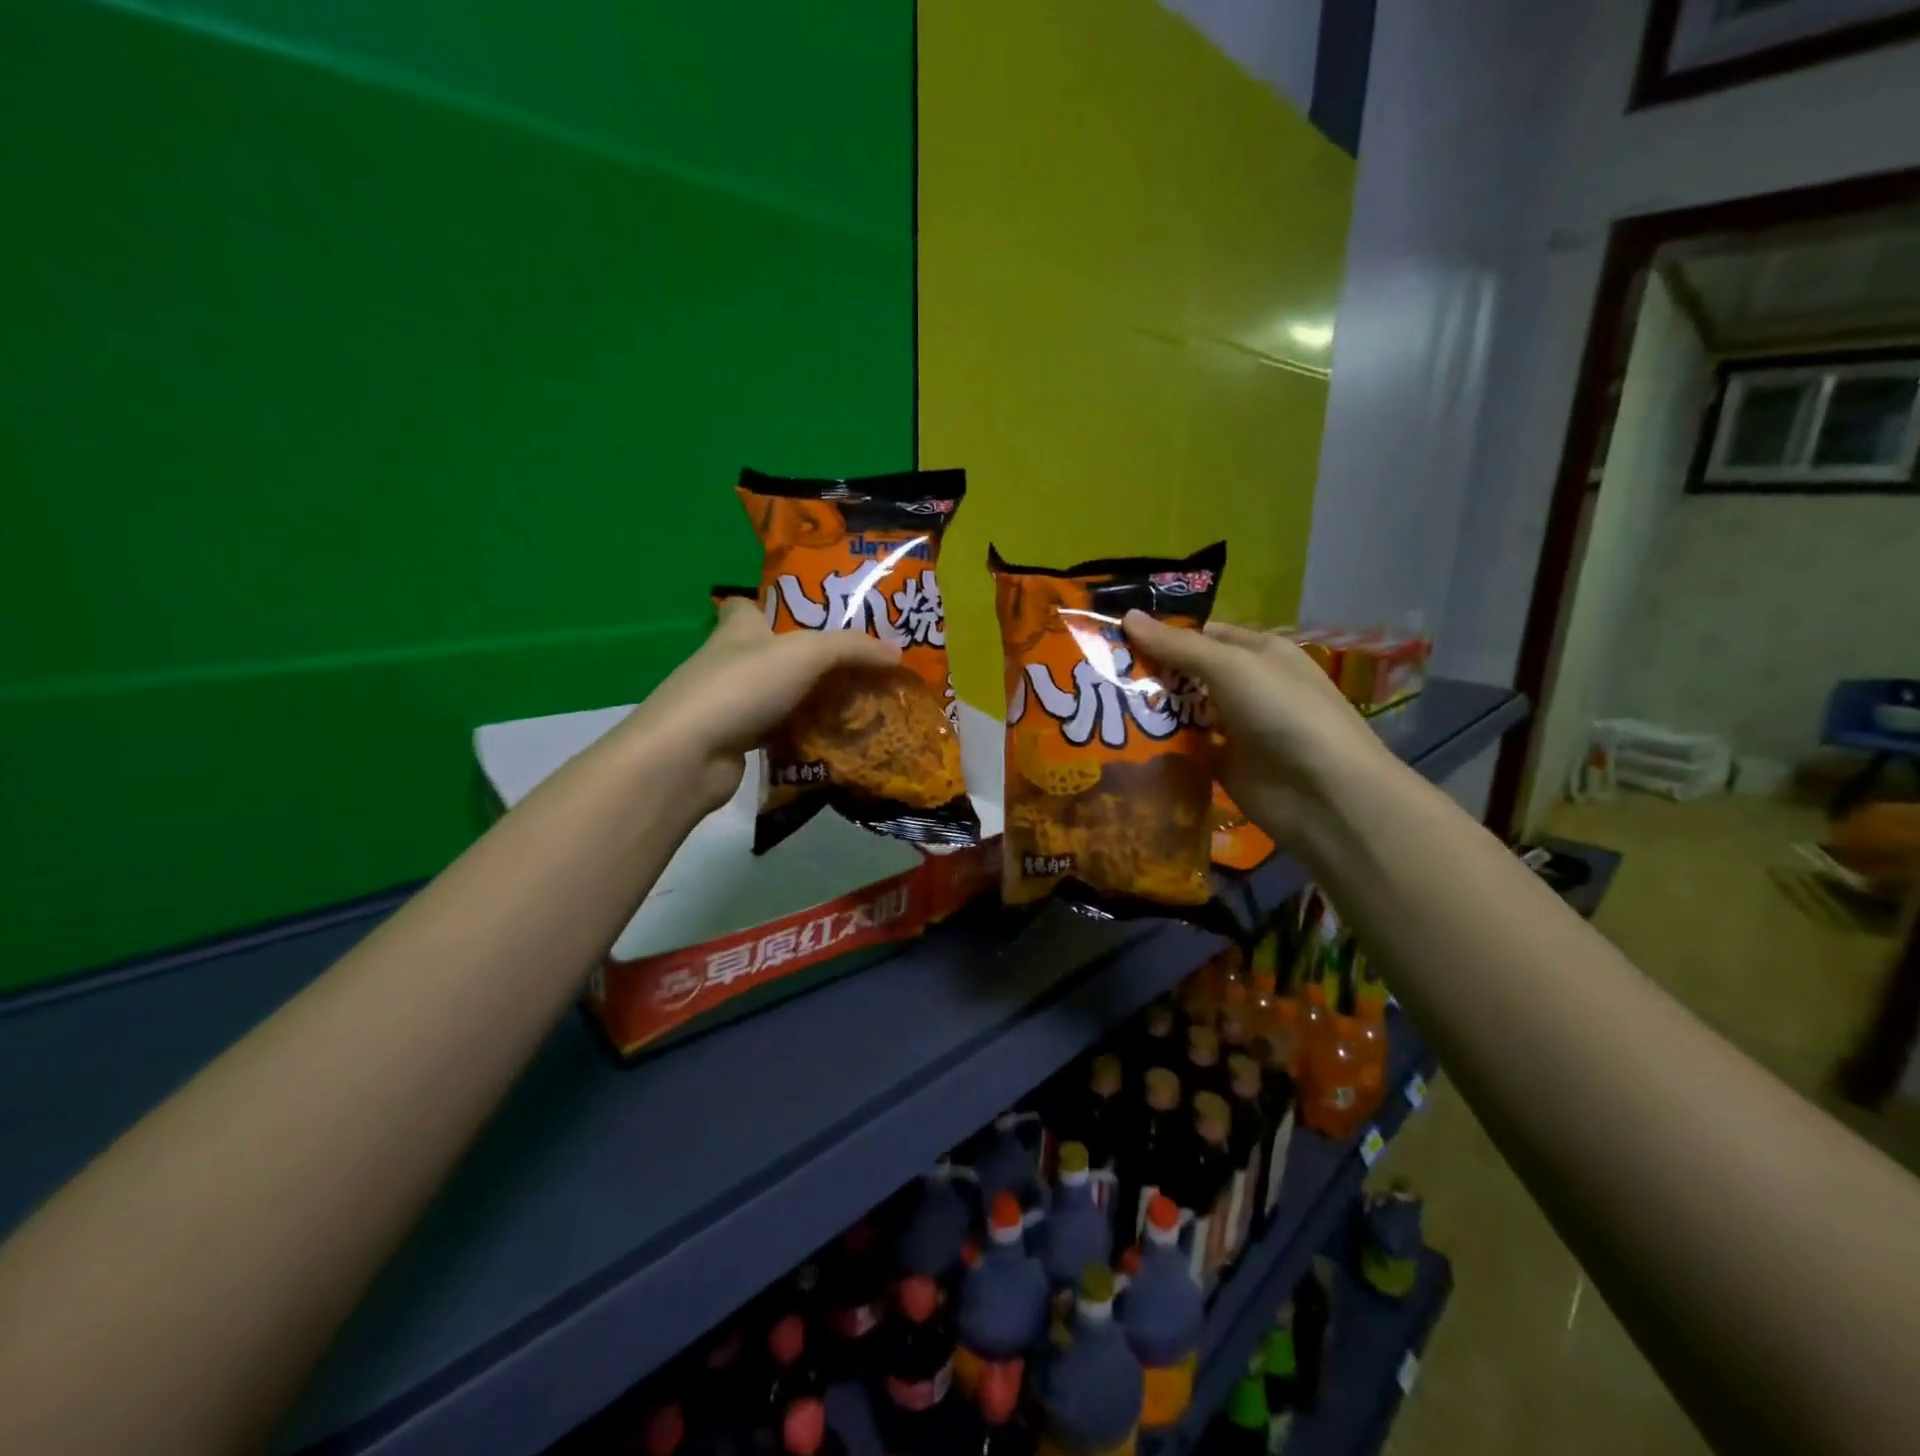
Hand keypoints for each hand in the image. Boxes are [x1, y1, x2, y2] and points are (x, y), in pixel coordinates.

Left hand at [624, 598, 900, 812]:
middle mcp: (729, 661)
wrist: (690, 754)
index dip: (773, 606)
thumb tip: (897, 653)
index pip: (747, 606)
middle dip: (806, 658)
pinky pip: (776, 731)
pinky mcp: (733, 740)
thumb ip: (852, 649)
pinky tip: (830, 739)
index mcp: (739, 629)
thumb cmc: (743, 686)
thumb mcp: (806, 654)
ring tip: (854, 703)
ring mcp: (728, 703)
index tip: (808, 615)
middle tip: (854, 666)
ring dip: (807, 699)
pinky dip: (800, 734)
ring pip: (776, 694)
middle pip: (770, 653)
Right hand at [1123, 612, 1394, 845]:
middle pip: (1187, 675)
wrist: (1323, 793)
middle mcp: (1246, 686)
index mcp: (1256, 652)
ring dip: (1149, 713)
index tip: (1112, 641)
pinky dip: (1161, 748)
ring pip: (1183, 713)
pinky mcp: (1224, 766)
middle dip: (1147, 675)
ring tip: (1098, 711)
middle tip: (1094, 678)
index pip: (1200, 635)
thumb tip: (1127, 616)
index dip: (1159, 635)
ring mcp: (1235, 728)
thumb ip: (1177, 646)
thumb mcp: (1230, 666)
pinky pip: (1185, 751)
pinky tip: (1123, 746)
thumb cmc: (1282, 712)